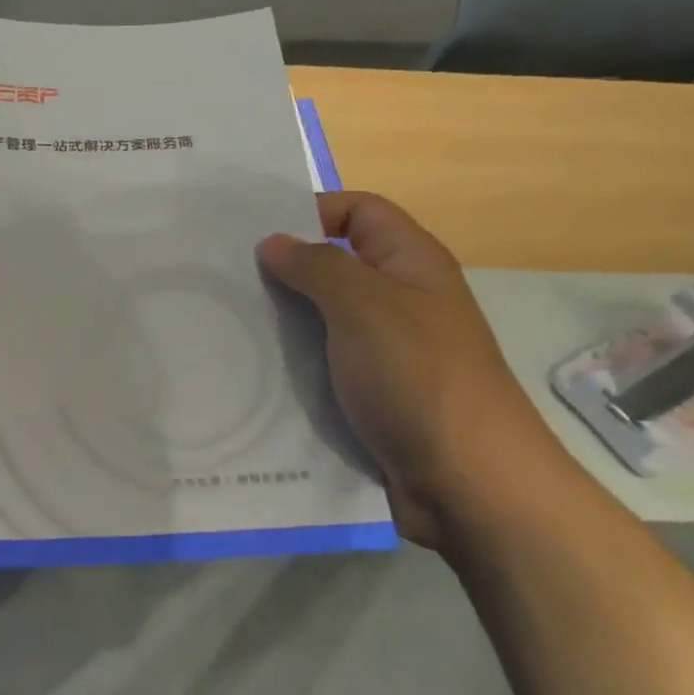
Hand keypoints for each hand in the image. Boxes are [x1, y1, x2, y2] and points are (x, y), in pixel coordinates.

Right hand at [257, 192, 559, 549]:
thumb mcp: (365, 307)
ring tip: (226, 322)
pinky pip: (321, 363)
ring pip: (322, 318)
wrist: (468, 484)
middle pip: (334, 264)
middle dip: (283, 269)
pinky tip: (250, 369)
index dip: (312, 210)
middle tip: (225, 278)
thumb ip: (316, 267)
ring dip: (281, 320)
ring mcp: (384, 350)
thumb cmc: (418, 378)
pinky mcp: (368, 394)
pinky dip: (290, 363)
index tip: (256, 233)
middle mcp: (398, 299)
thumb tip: (273, 242)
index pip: (359, 210)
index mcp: (410, 263)